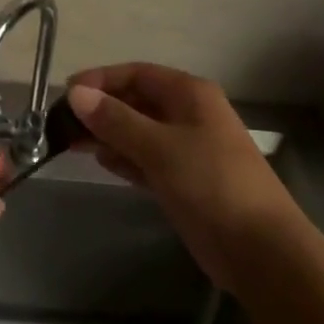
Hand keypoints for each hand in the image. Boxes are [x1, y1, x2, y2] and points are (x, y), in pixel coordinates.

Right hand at [66, 64, 299, 289]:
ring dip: (108, 134)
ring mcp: (187, 148)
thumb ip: (116, 120)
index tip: (67, 93)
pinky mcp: (184, 180)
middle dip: (102, 108)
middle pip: (137, 101)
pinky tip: (100, 161)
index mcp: (190, 94)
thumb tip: (77, 93)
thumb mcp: (159, 147)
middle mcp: (188, 114)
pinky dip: (124, 157)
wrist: (260, 250)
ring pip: (139, 131)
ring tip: (72, 142)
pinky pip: (146, 159)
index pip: (137, 74)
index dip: (102, 79)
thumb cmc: (211, 183)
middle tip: (63, 122)